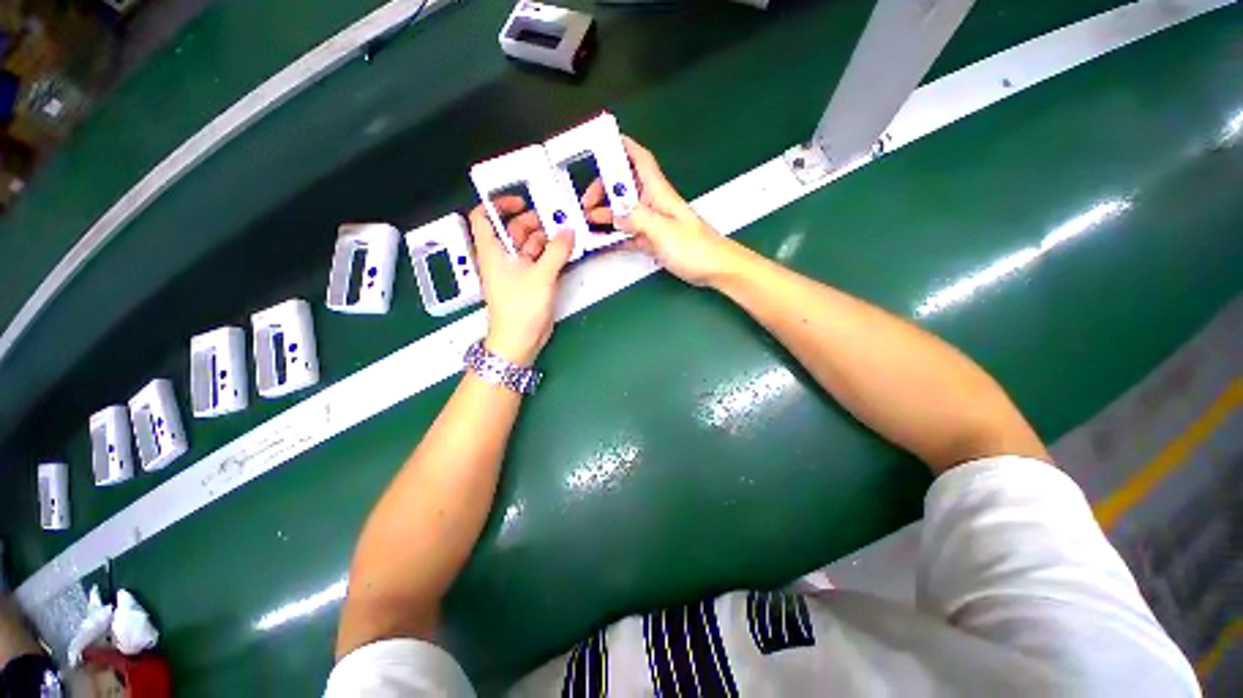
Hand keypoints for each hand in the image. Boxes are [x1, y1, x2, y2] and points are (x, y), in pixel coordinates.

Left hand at [467, 200, 575, 365]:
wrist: (520, 340)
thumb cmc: (521, 306)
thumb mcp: (541, 275)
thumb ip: (557, 251)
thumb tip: (569, 230)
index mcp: (493, 250)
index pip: (484, 217)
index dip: (499, 204)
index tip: (521, 201)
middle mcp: (502, 257)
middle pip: (514, 229)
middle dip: (534, 221)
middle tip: (559, 219)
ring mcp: (517, 270)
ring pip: (530, 245)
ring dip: (547, 238)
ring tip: (568, 233)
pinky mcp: (529, 281)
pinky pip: (539, 260)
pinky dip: (551, 254)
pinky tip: (567, 250)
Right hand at [581, 136, 738, 286]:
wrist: (715, 269)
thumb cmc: (694, 247)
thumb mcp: (663, 231)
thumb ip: (637, 220)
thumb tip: (614, 215)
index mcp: (659, 193)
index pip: (640, 160)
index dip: (622, 147)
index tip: (600, 144)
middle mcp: (654, 204)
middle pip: (625, 187)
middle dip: (604, 189)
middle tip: (586, 204)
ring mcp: (653, 224)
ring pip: (625, 212)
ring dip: (606, 214)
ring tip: (587, 222)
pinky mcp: (654, 242)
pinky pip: (630, 234)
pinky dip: (615, 236)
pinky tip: (601, 240)